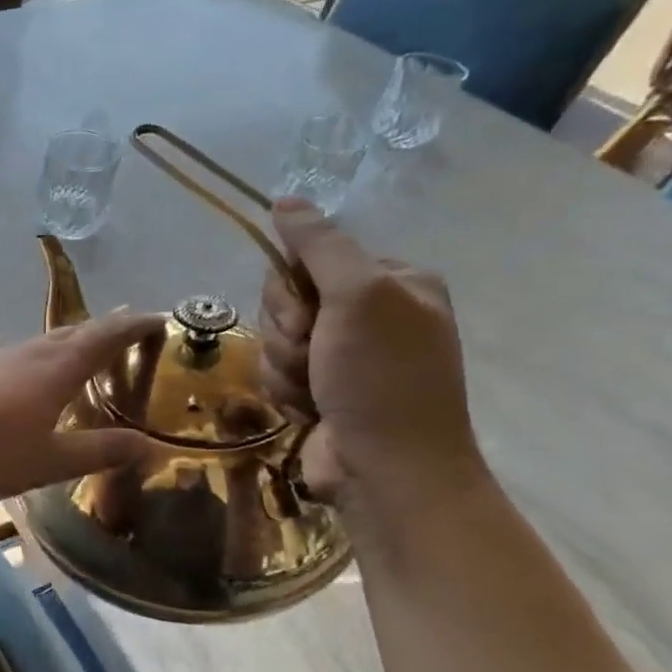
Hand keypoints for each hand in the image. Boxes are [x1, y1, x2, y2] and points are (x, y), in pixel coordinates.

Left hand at [0, 310, 165, 507]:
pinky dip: (22, 359)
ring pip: (35, 343)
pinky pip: (2, 356)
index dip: (134, 326)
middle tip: (125, 333)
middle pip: (70, 333)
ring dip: (61, 344)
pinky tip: (10, 364)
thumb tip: (149, 444)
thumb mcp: (49, 462)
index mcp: (55, 369)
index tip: (160, 318)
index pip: (105, 336)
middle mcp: (23, 352)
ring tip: (75, 353)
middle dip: (101, 331)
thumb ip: (99, 451)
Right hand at [260, 200, 481, 504]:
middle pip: (288, 299)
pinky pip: (277, 372)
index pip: (311, 259)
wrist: (388, 472)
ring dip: (285, 365)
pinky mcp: (323, 389)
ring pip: (277, 339)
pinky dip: (285, 391)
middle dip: (288, 332)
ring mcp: (346, 355)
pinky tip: (311, 410)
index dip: (294, 288)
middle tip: (315, 356)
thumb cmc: (381, 379)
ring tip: (316, 391)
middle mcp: (372, 314)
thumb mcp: (358, 298)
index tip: (310, 315)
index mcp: (394, 283)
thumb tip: (285, 200)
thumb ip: (320, 246)